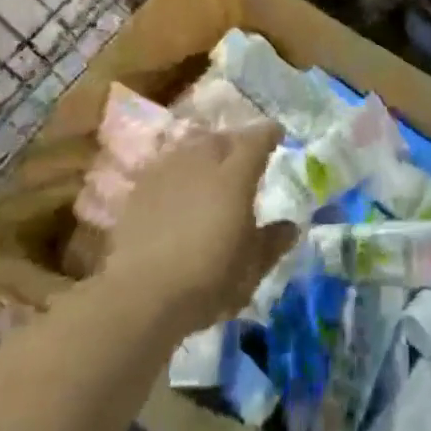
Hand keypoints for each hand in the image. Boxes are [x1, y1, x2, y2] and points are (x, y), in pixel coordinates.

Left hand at [105, 118, 296, 336]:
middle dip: (235, 143)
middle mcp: (201, 162)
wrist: (140, 295)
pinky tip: (177, 190)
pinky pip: (165, 167)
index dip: (269, 135)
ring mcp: (167, 172)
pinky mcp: (139, 189)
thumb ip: (272, 242)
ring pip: (190, 148)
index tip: (277, 135)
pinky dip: (177, 172)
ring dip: (204, 153)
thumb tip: (291, 227)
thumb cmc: (207, 279)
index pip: (256, 141)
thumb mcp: (251, 268)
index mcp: (235, 176)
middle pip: (221, 138)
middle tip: (242, 157)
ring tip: (209, 170)